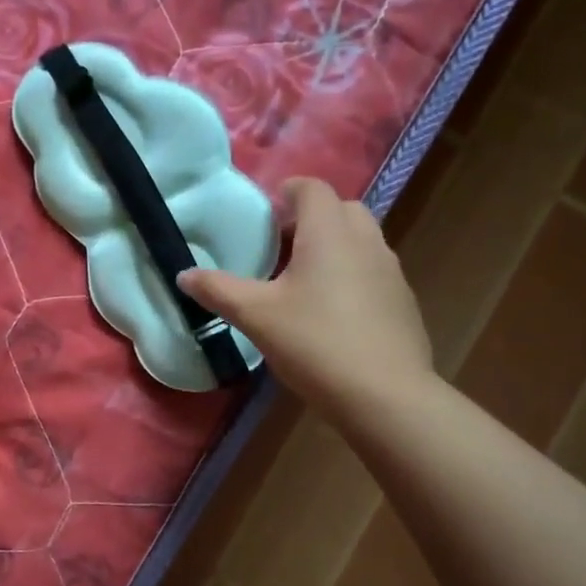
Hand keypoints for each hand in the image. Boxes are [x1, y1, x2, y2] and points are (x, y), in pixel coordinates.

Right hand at [178, 177, 435, 419]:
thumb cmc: (315, 343)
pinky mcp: (402, 302)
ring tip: (301, 282)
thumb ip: (218, 290)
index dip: (287, 192)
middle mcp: (366, 242)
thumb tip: (183, 274)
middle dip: (310, 219)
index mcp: (329, 233)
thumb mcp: (255, 316)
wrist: (384, 396)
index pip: (312, 188)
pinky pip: (372, 272)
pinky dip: (350, 276)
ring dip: (332, 247)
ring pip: (360, 241)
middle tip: (280, 248)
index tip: (265, 213)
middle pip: (341, 209)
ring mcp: (391, 272)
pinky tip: (330, 315)